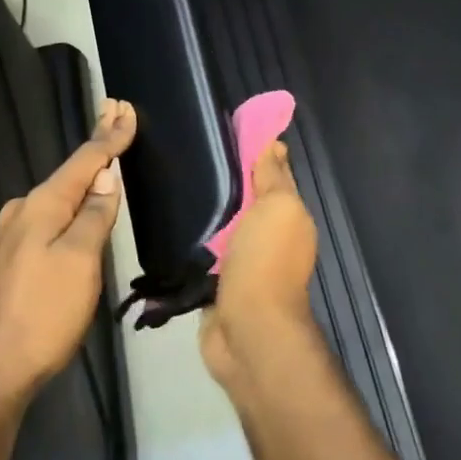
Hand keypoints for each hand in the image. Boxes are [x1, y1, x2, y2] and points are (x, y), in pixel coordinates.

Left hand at [0, 97, 137, 405]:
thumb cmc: (43, 311)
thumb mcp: (80, 260)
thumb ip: (94, 215)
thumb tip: (106, 177)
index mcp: (42, 205)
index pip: (84, 161)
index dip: (110, 137)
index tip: (126, 109)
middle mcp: (25, 210)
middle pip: (70, 171)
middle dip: (96, 145)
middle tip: (116, 112)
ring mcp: (16, 234)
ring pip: (61, 194)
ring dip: (86, 171)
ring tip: (108, 152)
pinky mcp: (17, 256)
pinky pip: (53, 214)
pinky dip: (74, 198)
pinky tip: (83, 200)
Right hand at [200, 140, 319, 390]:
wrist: (248, 328)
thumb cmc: (266, 261)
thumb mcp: (277, 207)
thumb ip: (273, 177)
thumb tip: (275, 143)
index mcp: (288, 217)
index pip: (273, 176)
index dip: (256, 153)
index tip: (226, 130)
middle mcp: (269, 238)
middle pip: (246, 202)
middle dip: (225, 183)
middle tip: (190, 156)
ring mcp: (243, 264)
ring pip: (224, 228)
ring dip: (208, 215)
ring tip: (175, 185)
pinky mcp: (217, 285)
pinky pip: (205, 256)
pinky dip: (194, 245)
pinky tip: (171, 227)